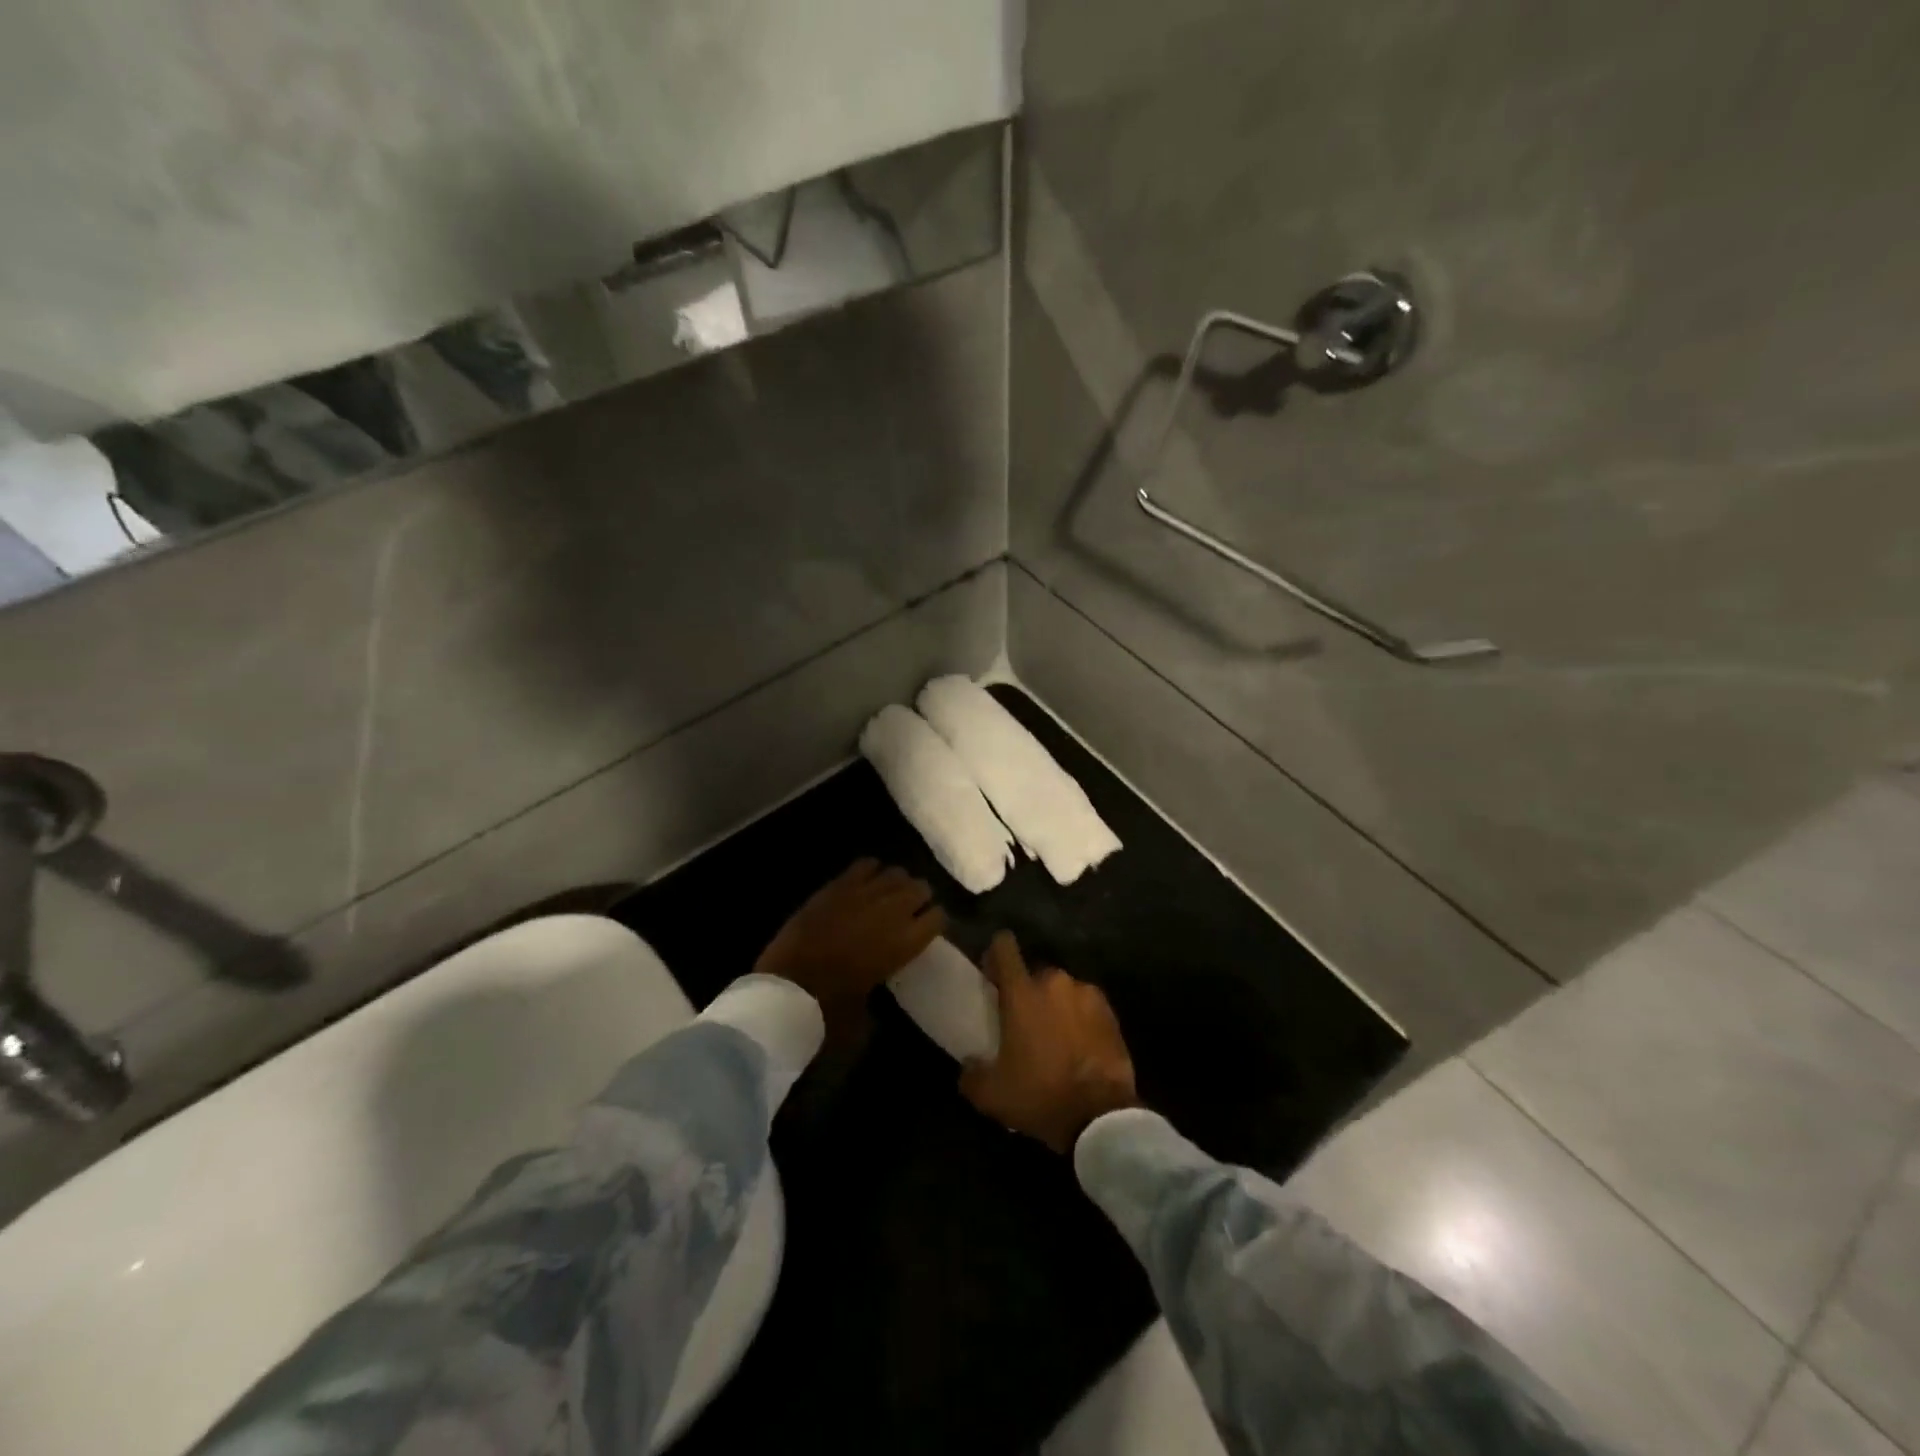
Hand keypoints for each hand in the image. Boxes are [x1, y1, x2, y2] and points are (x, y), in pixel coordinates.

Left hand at [753, 859, 946, 1013]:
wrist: (787, 990)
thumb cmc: (831, 1010)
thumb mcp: (865, 1018)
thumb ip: (880, 1003)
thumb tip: (877, 1002)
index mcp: (906, 942)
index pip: (939, 917)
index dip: (934, 921)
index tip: (927, 928)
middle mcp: (892, 911)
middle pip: (921, 888)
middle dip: (919, 897)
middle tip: (909, 910)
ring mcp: (864, 893)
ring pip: (896, 872)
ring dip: (897, 883)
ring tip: (889, 895)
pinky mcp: (837, 886)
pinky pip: (865, 865)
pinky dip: (870, 872)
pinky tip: (866, 883)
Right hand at [959, 932, 1137, 1153]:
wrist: (1101, 1117)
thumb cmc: (1040, 1095)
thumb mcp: (991, 1094)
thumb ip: (971, 1073)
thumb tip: (969, 1065)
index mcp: (1022, 992)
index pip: (1004, 946)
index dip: (996, 955)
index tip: (993, 976)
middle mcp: (1055, 982)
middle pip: (1034, 974)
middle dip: (1028, 992)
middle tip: (1025, 1024)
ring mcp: (1087, 994)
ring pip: (1063, 991)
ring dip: (1056, 1006)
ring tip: (1056, 1039)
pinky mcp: (1110, 1012)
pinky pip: (1086, 1006)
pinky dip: (1081, 1020)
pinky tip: (1080, 1048)